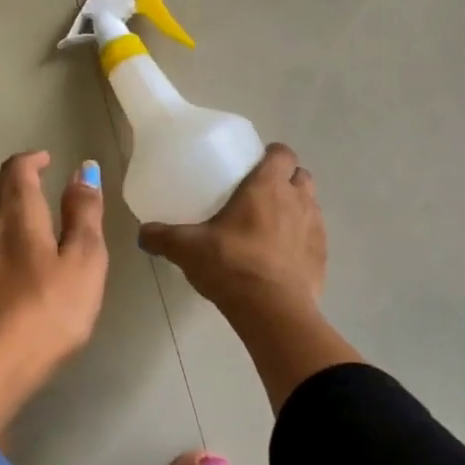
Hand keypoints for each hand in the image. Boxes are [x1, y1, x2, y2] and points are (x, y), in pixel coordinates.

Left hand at [0, 151, 107, 377]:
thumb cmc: (47, 312)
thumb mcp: (83, 262)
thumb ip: (84, 215)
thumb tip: (83, 171)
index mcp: (16, 214)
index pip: (16, 169)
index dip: (32, 159)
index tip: (47, 161)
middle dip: (14, 180)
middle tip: (37, 187)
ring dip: (1, 208)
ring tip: (25, 222)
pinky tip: (5, 262)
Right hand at [139, 143, 325, 317]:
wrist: (272, 310)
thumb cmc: (231, 265)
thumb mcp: (187, 249)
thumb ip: (162, 237)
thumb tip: (142, 233)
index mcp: (268, 186)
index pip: (282, 153)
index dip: (271, 155)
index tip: (254, 165)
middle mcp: (297, 200)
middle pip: (301, 176)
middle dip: (286, 180)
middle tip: (260, 195)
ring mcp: (315, 229)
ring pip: (311, 205)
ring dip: (296, 208)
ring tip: (272, 226)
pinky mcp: (322, 257)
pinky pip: (314, 238)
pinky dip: (301, 240)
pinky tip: (282, 256)